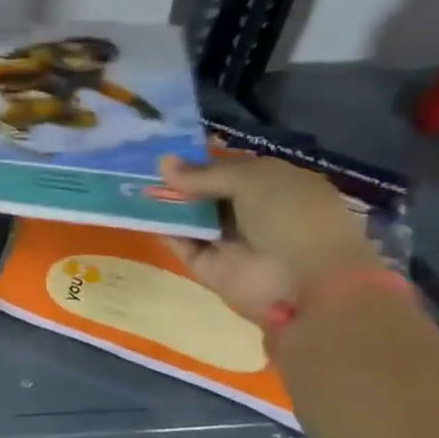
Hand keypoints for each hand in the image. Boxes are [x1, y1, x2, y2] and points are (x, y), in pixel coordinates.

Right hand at [160, 152, 383, 326]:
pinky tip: (139, 211)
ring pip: (193, 218)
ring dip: (167, 203)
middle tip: (138, 164)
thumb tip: (162, 163)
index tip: (165, 150)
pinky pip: (183, 244)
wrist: (308, 286)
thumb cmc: (292, 218)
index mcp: (279, 186)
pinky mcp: (212, 268)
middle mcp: (256, 213)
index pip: (233, 169)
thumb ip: (205, 173)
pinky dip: (163, 230)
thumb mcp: (253, 180)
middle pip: (209, 193)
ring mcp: (233, 242)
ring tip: (130, 184)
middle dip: (178, 181)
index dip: (201, 160)